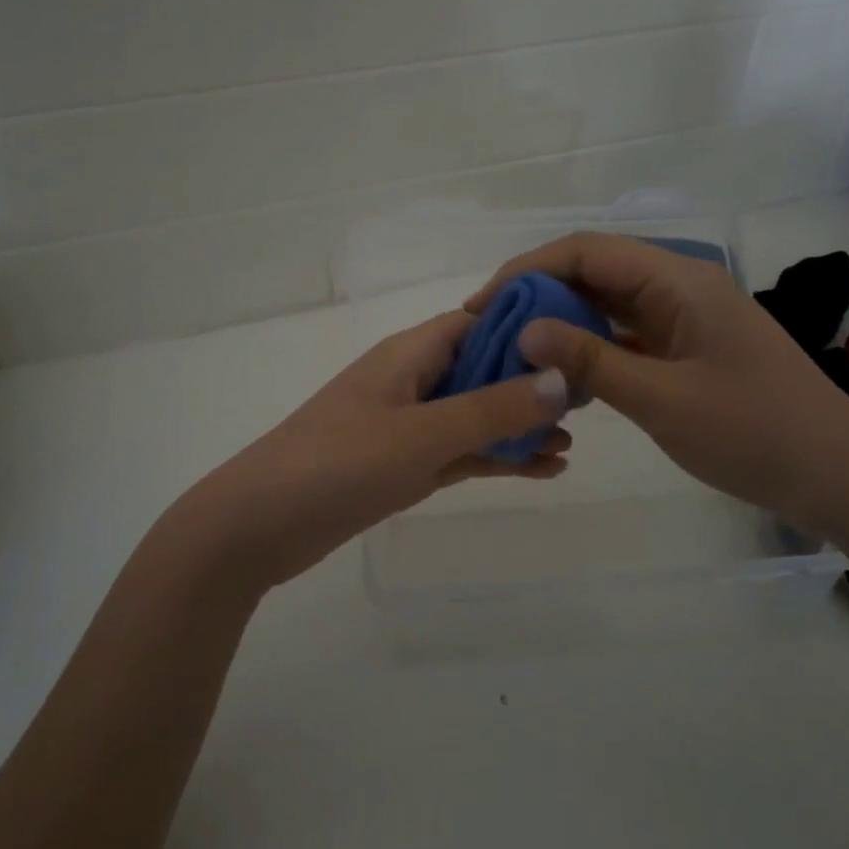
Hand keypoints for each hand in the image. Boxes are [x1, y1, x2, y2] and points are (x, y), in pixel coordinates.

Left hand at [159, 311, 571, 593]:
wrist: (259, 526)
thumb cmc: (339, 464)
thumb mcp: (423, 434)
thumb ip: (492, 408)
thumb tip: (561, 378)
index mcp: (410, 354)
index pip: (479, 322)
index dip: (528, 329)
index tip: (580, 342)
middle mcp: (411, 381)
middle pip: (482, 369)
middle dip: (532, 383)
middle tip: (589, 403)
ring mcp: (406, 425)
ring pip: (474, 416)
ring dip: (518, 426)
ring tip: (571, 443)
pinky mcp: (401, 465)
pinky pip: (459, 452)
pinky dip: (495, 457)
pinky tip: (541, 470)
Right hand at [466, 233, 848, 530]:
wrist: (835, 476)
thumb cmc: (752, 433)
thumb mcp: (661, 399)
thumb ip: (589, 360)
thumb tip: (523, 328)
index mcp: (678, 281)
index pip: (586, 252)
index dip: (527, 270)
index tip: (482, 305)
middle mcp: (680, 286)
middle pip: (594, 271)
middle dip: (538, 294)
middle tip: (490, 330)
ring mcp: (685, 318)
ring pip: (608, 304)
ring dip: (562, 321)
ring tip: (513, 349)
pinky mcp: (687, 348)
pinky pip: (626, 334)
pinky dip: (590, 347)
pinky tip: (559, 372)